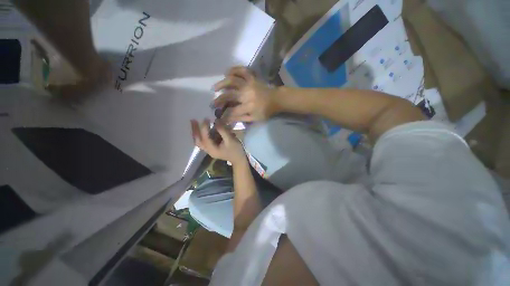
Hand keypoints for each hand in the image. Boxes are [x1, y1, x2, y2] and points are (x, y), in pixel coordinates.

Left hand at [191, 119, 245, 164]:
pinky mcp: (213, 148)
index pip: (205, 137)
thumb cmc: (236, 150)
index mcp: (212, 149)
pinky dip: (203, 135)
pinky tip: (204, 128)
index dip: (204, 127)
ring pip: (200, 141)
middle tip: (193, 120)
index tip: (206, 118)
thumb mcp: (230, 140)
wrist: (239, 159)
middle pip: (198, 141)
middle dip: (195, 130)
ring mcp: (210, 150)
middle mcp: (208, 150)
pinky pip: (205, 141)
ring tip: (195, 123)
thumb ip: (222, 130)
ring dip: (197, 132)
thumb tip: (216, 121)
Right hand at [213, 66, 280, 123]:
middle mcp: (247, 94)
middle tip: (212, 103)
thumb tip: (229, 119)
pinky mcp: (252, 78)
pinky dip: (234, 69)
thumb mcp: (255, 118)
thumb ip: (242, 118)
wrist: (277, 99)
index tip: (219, 117)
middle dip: (218, 100)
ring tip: (215, 88)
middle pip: (229, 95)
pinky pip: (242, 70)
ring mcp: (249, 84)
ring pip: (232, 80)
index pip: (233, 111)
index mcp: (249, 106)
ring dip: (222, 83)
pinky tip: (227, 72)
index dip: (225, 115)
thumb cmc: (266, 111)